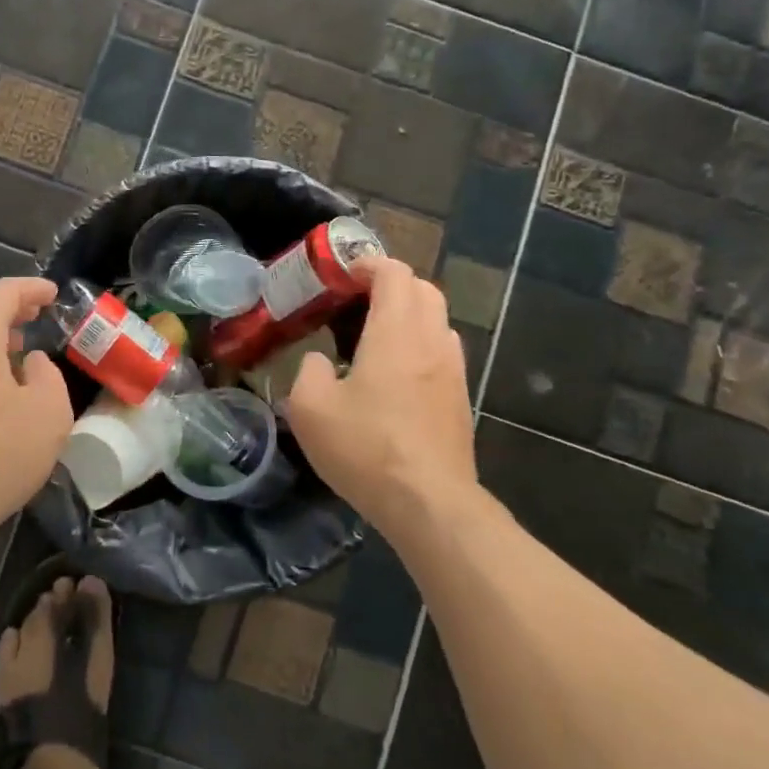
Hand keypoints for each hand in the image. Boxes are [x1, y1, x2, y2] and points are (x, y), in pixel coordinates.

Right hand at [285, 257, 479, 536]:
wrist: (429, 503)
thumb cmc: (366, 448)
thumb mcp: (310, 409)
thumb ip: (308, 371)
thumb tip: (319, 362)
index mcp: (395, 333)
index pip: (395, 273)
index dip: (369, 264)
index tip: (342, 275)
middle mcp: (431, 341)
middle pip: (424, 289)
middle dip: (392, 284)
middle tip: (357, 301)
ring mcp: (453, 370)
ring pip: (438, 319)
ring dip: (410, 313)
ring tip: (376, 335)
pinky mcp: (460, 398)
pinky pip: (443, 350)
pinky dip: (421, 343)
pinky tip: (396, 374)